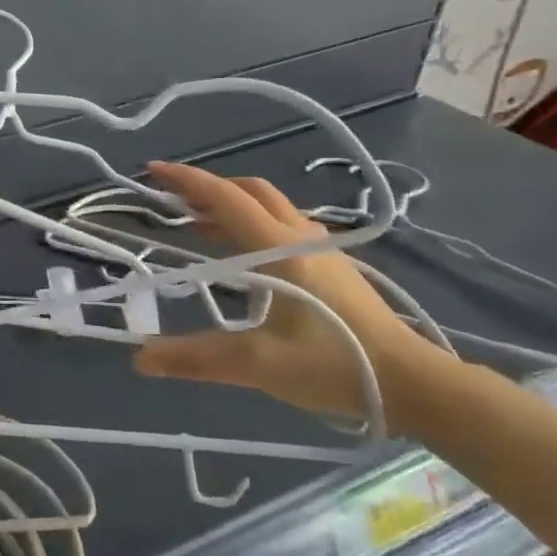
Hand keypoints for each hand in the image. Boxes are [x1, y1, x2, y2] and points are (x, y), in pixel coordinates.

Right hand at [132, 161, 447, 420]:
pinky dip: (253, 223)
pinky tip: (246, 254)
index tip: (153, 170)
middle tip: (174, 201)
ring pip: (271, 206)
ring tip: (200, 225)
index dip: (186, 180)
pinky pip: (285, 225)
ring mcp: (323, 249)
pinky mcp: (335, 265)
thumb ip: (196, 358)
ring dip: (232, 205)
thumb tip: (139, 358)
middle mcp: (300, 237)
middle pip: (250, 191)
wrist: (417, 384)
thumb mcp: (258, 364)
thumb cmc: (335, 365)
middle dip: (209, 188)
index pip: (226, 199)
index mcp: (279, 248)